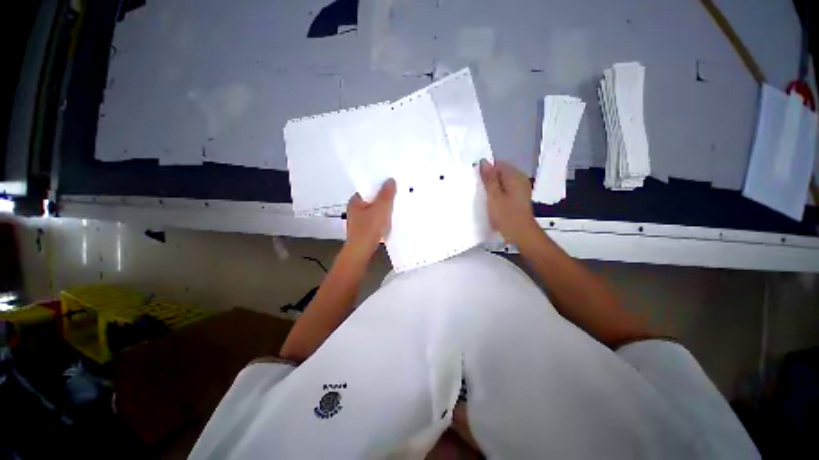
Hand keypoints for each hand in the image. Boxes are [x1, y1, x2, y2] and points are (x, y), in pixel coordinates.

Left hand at [344, 179, 396, 258]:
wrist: (361, 251)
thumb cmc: (368, 229)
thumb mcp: (381, 208)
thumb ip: (386, 194)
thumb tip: (390, 181)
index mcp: (355, 201)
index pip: (368, 188)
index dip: (380, 185)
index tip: (391, 184)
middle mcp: (355, 209)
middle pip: (372, 199)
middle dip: (384, 197)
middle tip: (396, 194)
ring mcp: (359, 220)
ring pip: (374, 209)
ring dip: (384, 208)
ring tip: (395, 206)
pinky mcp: (364, 229)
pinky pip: (375, 219)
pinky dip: (382, 218)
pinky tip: (390, 219)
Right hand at [479, 159, 537, 244]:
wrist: (520, 234)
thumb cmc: (506, 214)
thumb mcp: (494, 196)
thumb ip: (489, 178)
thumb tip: (484, 161)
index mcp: (515, 176)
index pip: (498, 164)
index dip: (486, 170)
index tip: (476, 180)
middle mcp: (520, 180)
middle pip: (501, 173)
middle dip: (489, 179)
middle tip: (478, 189)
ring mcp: (521, 189)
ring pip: (503, 182)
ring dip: (493, 187)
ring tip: (483, 196)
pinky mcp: (519, 198)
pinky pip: (506, 190)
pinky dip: (498, 194)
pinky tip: (492, 202)